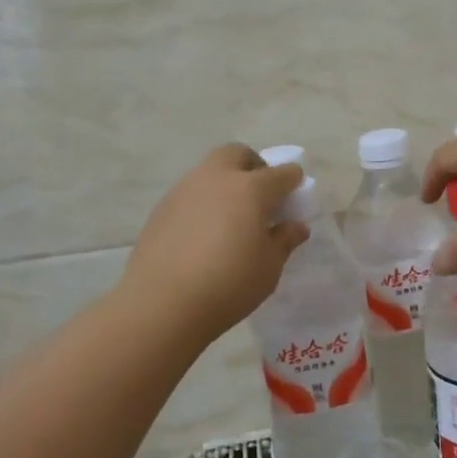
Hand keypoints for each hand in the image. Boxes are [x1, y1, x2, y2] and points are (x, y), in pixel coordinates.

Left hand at [123, 145, 309, 342]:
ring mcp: (184, 190)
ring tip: (230, 219)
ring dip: (225, 184)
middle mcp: (217, 179)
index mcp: (251, 189)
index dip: (293, 181)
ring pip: (210, 171)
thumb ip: (284, 241)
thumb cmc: (229, 284)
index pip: (282, 173)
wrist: (162, 303)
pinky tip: (203, 235)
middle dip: (253, 167)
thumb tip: (295, 226)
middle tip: (260, 197)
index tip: (295, 195)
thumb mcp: (269, 267)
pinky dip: (203, 204)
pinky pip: (190, 194)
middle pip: (238, 154)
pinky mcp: (161, 209)